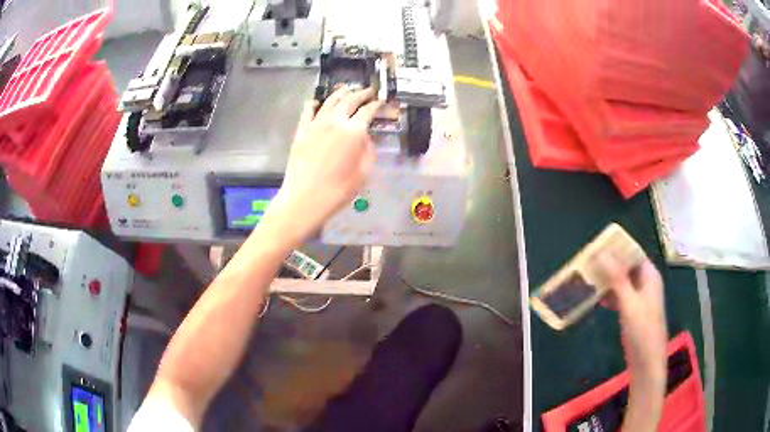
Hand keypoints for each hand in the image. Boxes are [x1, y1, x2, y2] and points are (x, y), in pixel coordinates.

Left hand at [266, 87, 381, 245]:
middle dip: (361, 93)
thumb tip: (365, 136)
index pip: (368, 111)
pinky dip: (313, 104)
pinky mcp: (301, 131)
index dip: (376, 104)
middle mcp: (334, 121)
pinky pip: (307, 112)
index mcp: (353, 131)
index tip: (381, 101)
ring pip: (329, 101)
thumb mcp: (363, 173)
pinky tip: (315, 102)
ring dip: (340, 93)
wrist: (304, 199)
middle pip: (349, 100)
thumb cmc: (338, 191)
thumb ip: (368, 150)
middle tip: (368, 91)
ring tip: (347, 89)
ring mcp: (315, 124)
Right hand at [598, 254, 667, 382]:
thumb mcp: (629, 302)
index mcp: (650, 275)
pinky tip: (598, 298)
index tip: (597, 247)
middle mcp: (646, 283)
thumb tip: (602, 253)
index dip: (617, 248)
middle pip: (628, 267)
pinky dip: (611, 295)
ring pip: (623, 282)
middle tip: (589, 264)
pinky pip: (621, 296)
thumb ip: (617, 278)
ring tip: (589, 279)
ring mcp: (640, 298)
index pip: (633, 253)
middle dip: (610, 265)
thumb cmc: (642, 330)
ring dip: (609, 280)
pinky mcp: (634, 311)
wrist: (647, 362)